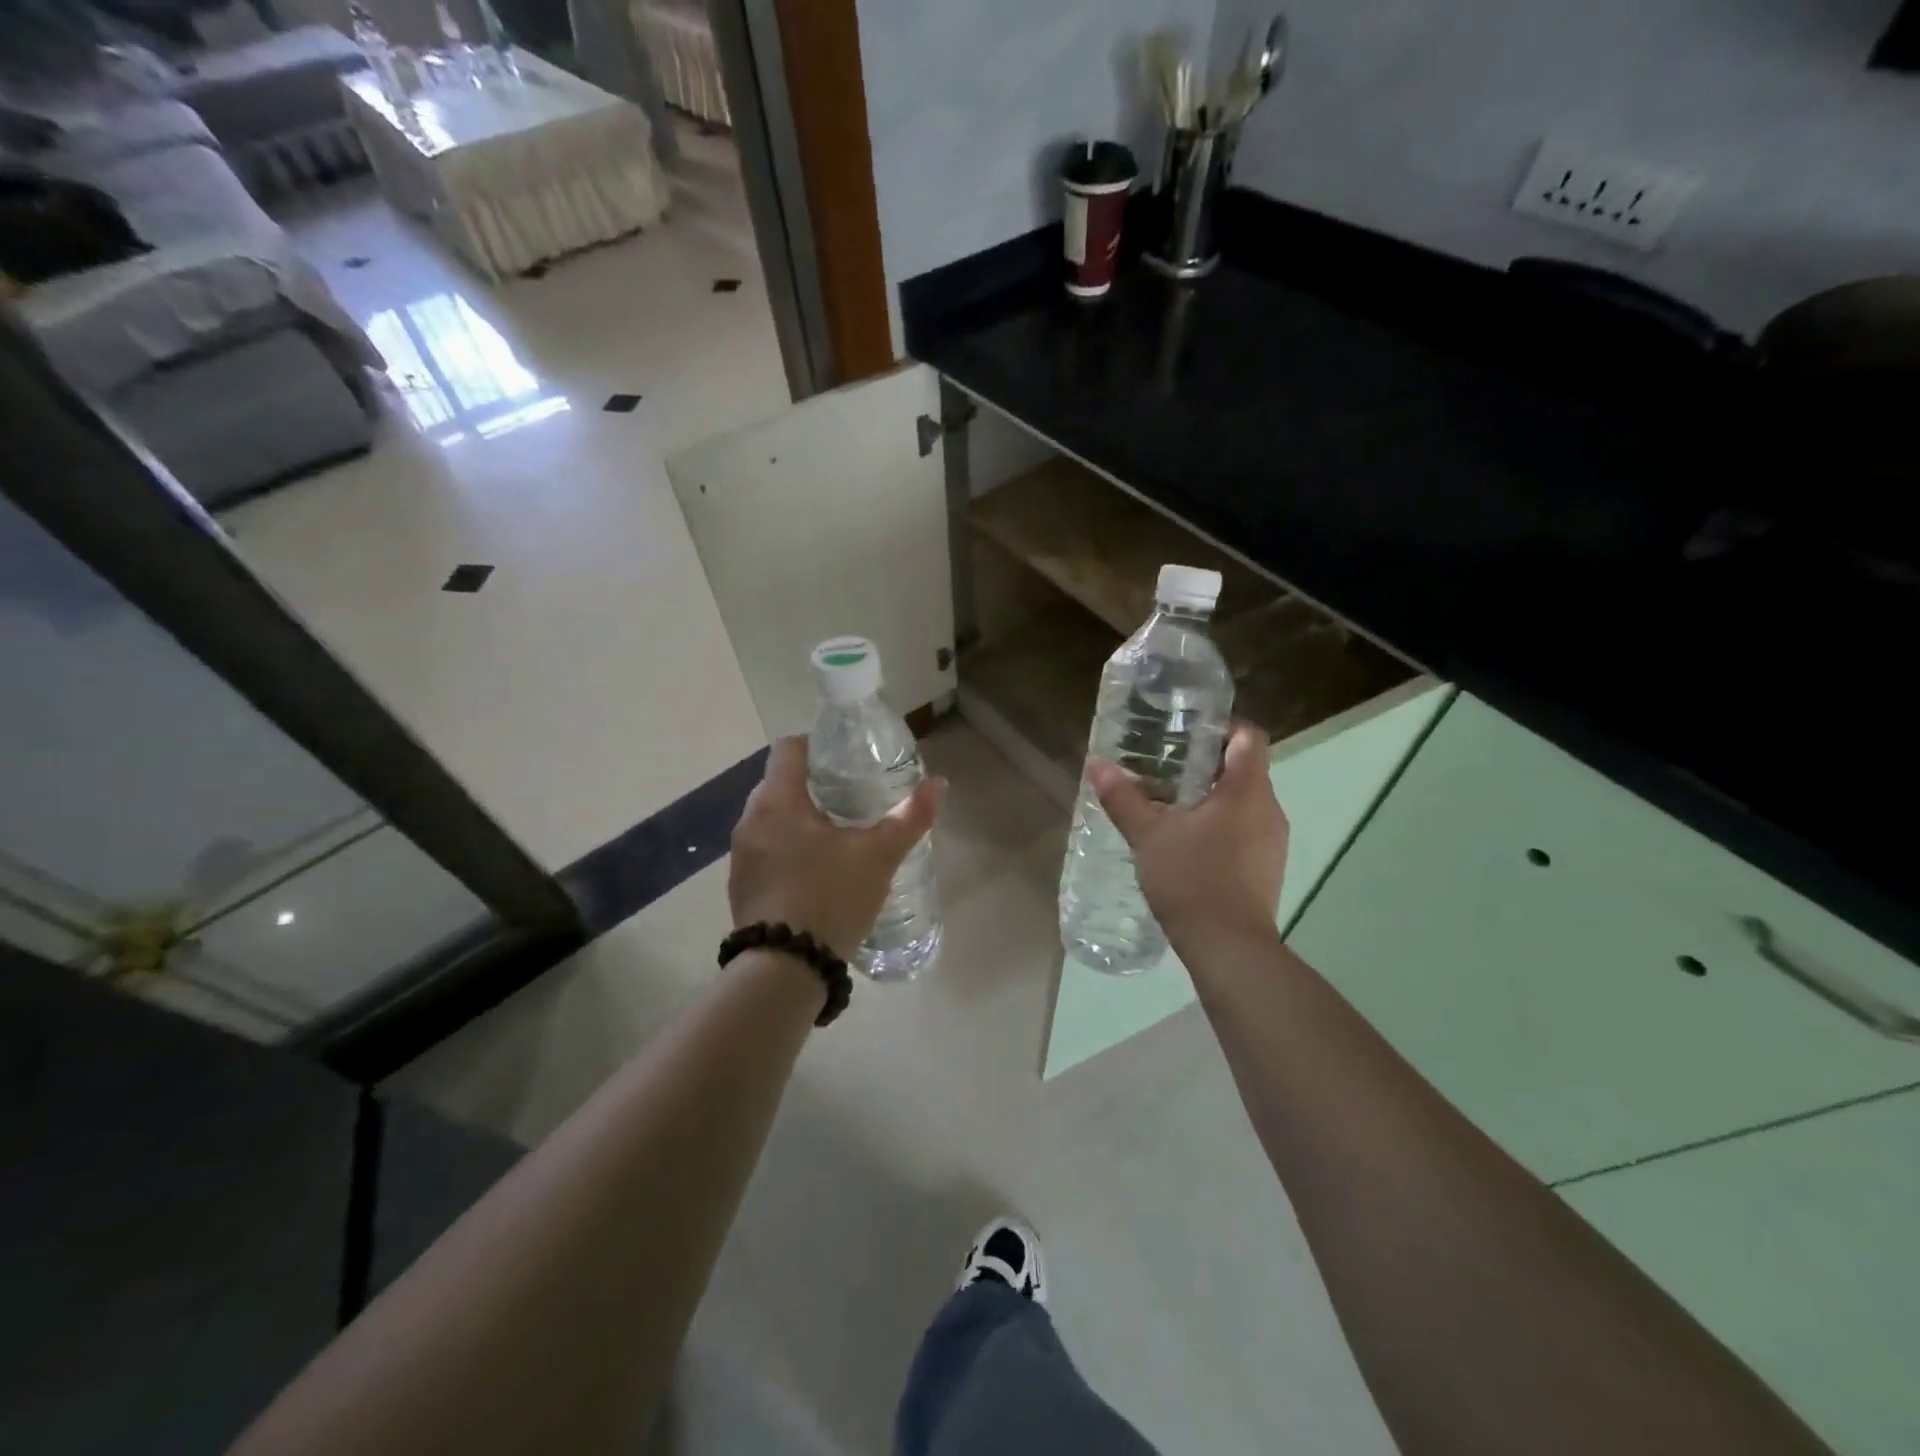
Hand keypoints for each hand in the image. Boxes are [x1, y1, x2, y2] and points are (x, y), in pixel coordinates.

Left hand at [729, 736, 946, 956]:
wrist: (785, 968)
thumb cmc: (831, 897)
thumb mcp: (879, 855)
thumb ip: (910, 816)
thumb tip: (939, 784)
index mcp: (778, 801)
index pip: (788, 749)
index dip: (817, 745)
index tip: (846, 758)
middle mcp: (750, 820)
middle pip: (779, 783)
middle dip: (813, 784)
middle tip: (851, 797)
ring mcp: (741, 855)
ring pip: (772, 819)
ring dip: (799, 819)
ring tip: (837, 836)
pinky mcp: (741, 886)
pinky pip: (765, 850)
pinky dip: (788, 849)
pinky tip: (816, 873)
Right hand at [1089, 720, 1287, 947]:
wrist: (1229, 948)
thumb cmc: (1192, 879)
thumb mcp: (1148, 836)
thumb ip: (1123, 798)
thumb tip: (1098, 765)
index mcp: (1247, 790)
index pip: (1249, 737)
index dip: (1222, 726)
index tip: (1188, 731)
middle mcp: (1269, 809)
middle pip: (1245, 768)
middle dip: (1207, 763)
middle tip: (1166, 766)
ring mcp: (1273, 841)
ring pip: (1245, 802)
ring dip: (1213, 797)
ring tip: (1171, 803)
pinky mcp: (1267, 867)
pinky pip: (1246, 830)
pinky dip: (1221, 825)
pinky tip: (1188, 842)